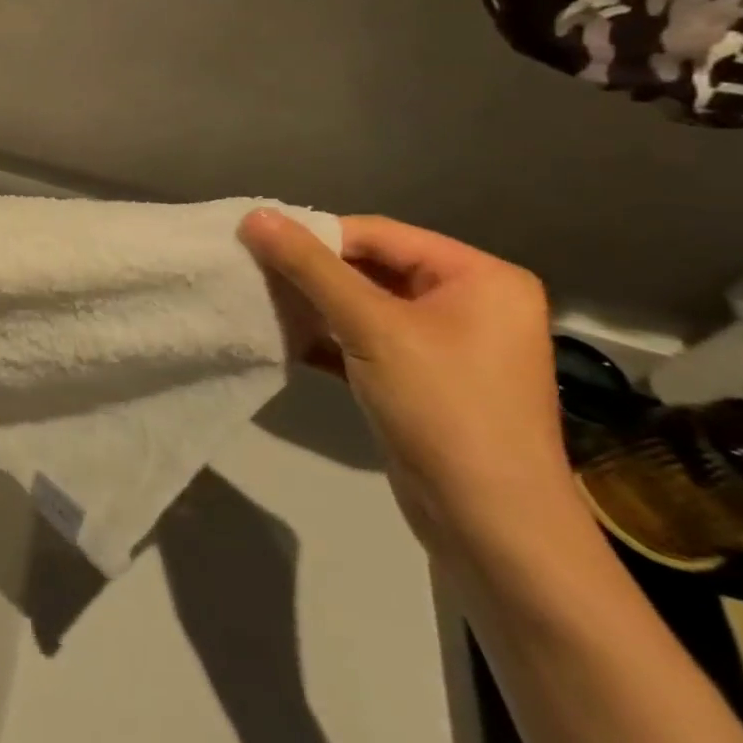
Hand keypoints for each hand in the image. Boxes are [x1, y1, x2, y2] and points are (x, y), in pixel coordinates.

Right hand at [239, 210, 572, 556]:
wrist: (490, 527)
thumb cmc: (442, 410)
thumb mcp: (370, 327)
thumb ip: (309, 267)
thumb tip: (254, 215)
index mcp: (479, 277)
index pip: (378, 234)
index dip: (315, 236)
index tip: (256, 244)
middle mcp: (470, 302)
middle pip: (370, 266)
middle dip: (310, 273)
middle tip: (251, 272)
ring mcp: (448, 343)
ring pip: (363, 304)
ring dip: (312, 304)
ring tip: (259, 302)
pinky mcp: (423, 378)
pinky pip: (366, 339)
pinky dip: (327, 337)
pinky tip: (282, 338)